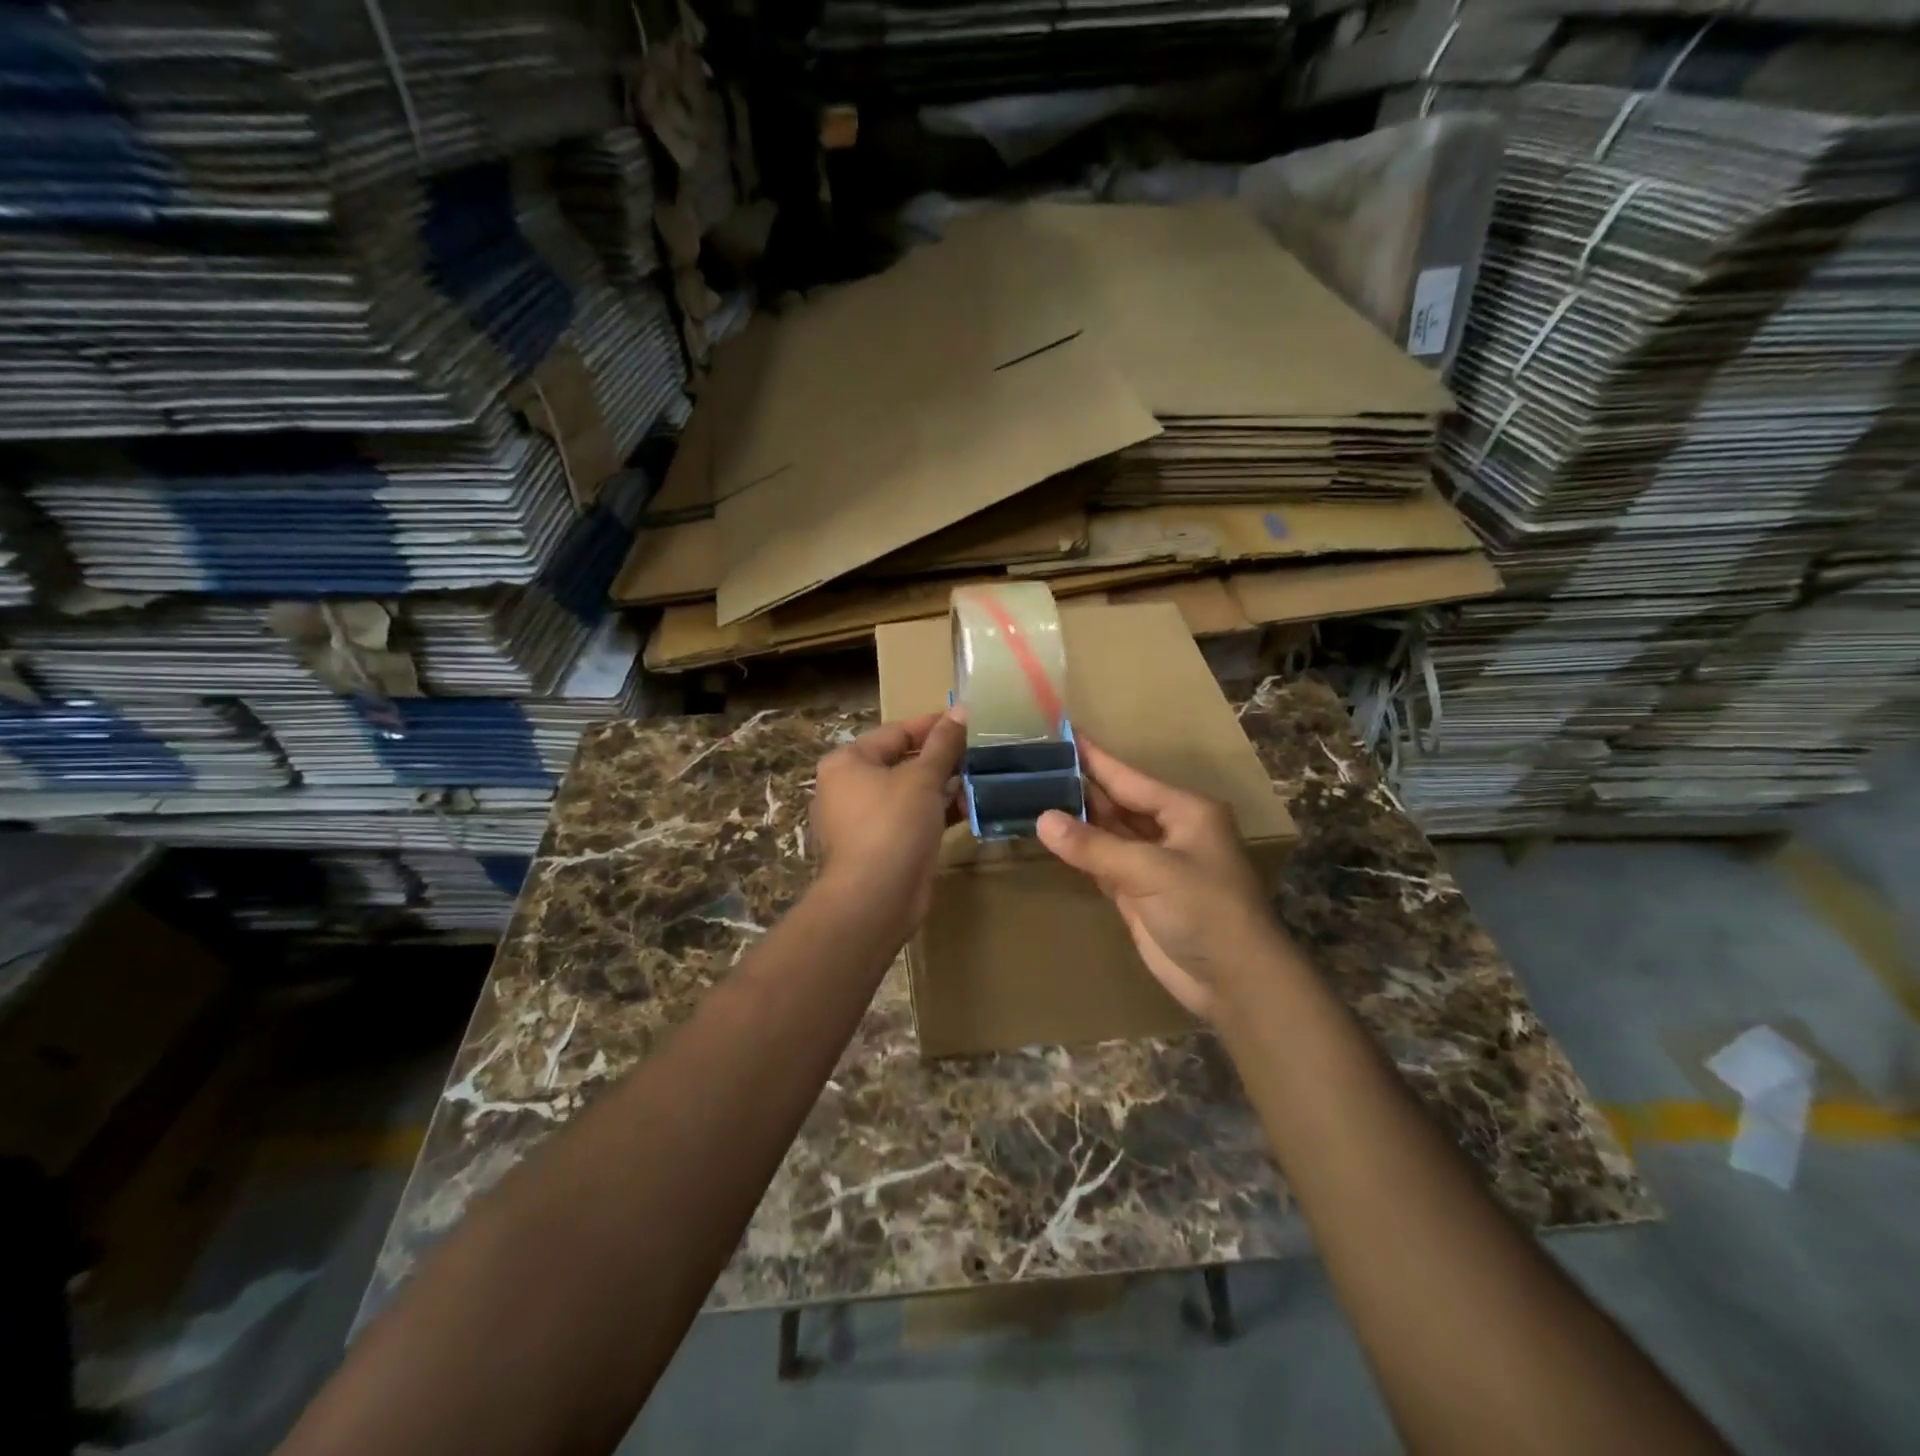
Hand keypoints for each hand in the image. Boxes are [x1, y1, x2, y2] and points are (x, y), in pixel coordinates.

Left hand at [811, 709, 967, 934]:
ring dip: (943, 786)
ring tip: (981, 777)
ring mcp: (863, 820)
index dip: (933, 725)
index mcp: (848, 762)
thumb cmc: (893, 825)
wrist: (875, 899)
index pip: (896, 731)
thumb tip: (961, 710)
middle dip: (941, 758)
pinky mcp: (880, 846)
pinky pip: (911, 819)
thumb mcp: (922, 778)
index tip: (969, 721)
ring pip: (909, 792)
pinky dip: (935, 812)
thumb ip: (943, 744)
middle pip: (902, 761)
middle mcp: (849, 787)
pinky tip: (968, 807)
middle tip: (980, 751)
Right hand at [1036, 741, 1291, 1021]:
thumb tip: (1043, 819)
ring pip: (1108, 833)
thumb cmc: (1204, 910)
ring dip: (1076, 820)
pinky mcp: (1140, 892)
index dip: (1094, 757)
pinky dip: (1080, 853)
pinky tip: (1053, 838)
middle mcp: (1169, 830)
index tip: (1061, 733)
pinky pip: (1103, 863)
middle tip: (1033, 768)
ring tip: (1032, 796)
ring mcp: (1153, 863)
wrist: (1234, 981)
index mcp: (1184, 811)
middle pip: (1116, 802)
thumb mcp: (1150, 870)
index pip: (1128, 776)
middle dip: (1079, 788)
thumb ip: (1094, 845)